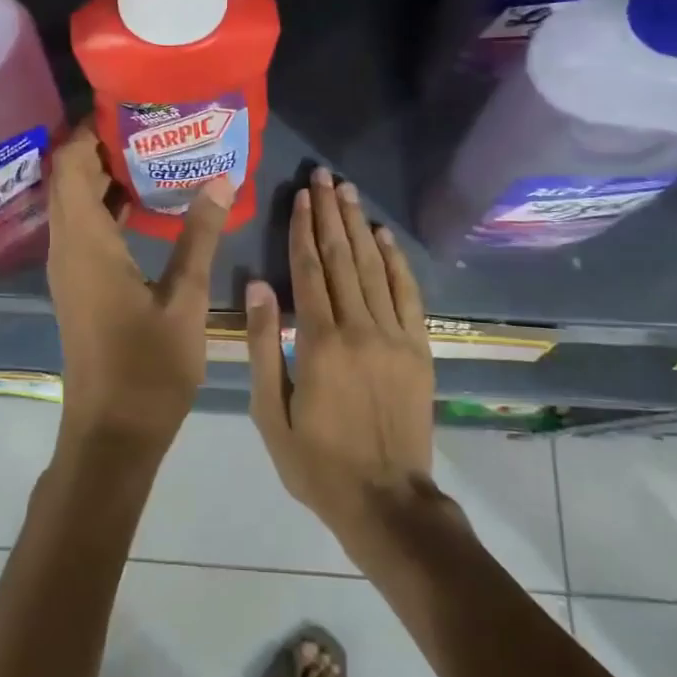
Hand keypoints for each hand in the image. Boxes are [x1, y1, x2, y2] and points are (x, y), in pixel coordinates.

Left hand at [47, 119, 233, 465]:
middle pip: (68, 178)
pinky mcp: (78, 284)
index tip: (124, 105)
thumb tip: (220, 179)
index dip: (87, 129)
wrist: (112, 433)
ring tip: (153, 151)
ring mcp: (69, 268)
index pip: (69, 164)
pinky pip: (83, 228)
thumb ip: (200, 236)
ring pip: (74, 203)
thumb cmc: (148, 368)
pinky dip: (106, 206)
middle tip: (149, 123)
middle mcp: (67, 247)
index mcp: (86, 243)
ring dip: (103, 175)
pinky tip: (146, 202)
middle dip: (99, 145)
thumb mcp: (185, 299)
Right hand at [246, 167, 436, 542]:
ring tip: (348, 192)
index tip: (300, 195)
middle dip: (330, 213)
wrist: (387, 501)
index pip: (309, 270)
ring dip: (359, 226)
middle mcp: (359, 328)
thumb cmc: (317, 462)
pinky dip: (396, 261)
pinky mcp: (418, 349)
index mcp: (319, 343)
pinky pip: (408, 295)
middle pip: (342, 258)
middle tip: (324, 176)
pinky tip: (384, 236)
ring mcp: (394, 337)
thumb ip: (264, 346)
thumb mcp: (271, 412)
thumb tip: (257, 286)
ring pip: (374, 268)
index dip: (303, 229)